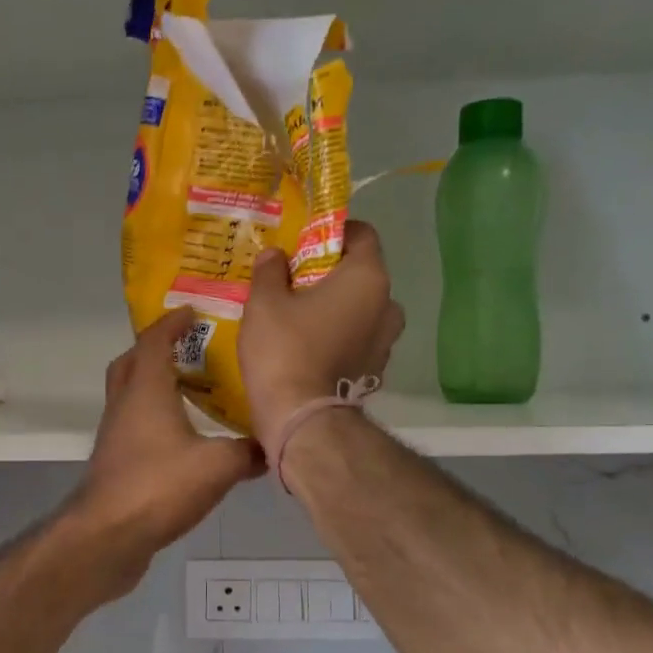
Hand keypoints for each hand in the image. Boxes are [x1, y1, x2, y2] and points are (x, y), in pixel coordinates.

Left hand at [64, 307, 264, 590]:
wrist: (107, 536)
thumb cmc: (158, 487)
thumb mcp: (217, 466)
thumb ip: (247, 452)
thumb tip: (272, 447)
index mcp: (146, 390)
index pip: (154, 341)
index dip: (172, 323)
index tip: (192, 313)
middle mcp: (124, 404)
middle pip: (131, 363)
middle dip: (156, 349)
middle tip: (188, 348)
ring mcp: (115, 434)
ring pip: (130, 395)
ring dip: (154, 385)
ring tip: (190, 390)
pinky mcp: (115, 462)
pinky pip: (134, 425)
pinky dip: (154, 418)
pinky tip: (182, 438)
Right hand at [240, 220, 404, 458]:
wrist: (301, 419)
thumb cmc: (284, 349)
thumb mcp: (264, 302)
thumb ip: (270, 270)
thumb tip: (275, 255)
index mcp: (368, 277)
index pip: (362, 234)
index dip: (333, 233)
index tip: (303, 244)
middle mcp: (388, 305)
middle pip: (361, 274)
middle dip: (330, 274)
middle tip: (294, 283)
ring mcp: (386, 342)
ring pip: (361, 310)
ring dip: (336, 308)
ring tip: (300, 318)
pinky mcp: (375, 371)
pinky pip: (358, 340)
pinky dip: (339, 337)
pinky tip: (309, 347)